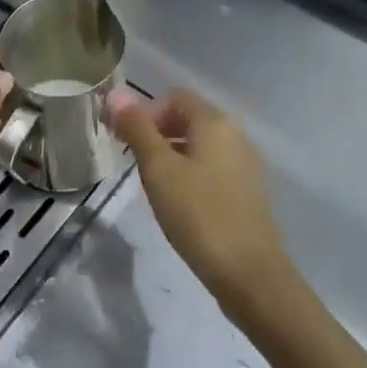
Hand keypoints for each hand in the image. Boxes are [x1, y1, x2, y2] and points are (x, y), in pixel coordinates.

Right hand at [111, 87, 292, 310]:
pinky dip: (193, 172)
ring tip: (154, 185)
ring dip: (174, 154)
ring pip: (202, 144)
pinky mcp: (249, 190)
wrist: (250, 274)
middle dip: (158, 133)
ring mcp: (246, 162)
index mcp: (215, 122)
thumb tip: (116, 94)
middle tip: (134, 162)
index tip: (125, 141)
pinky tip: (181, 202)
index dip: (146, 112)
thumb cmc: (199, 215)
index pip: (175, 97)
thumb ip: (138, 129)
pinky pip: (214, 166)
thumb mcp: (159, 170)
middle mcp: (236, 134)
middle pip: (189, 118)